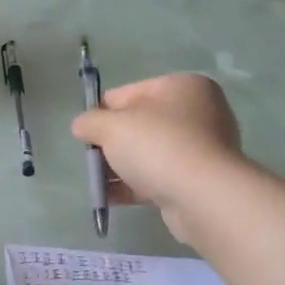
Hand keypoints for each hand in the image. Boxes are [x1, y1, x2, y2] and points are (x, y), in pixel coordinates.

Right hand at [72, 74, 245, 242]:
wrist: (203, 197)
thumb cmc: (157, 146)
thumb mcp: (111, 127)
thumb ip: (89, 121)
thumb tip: (81, 125)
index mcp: (182, 86)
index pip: (128, 93)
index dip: (102, 112)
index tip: (87, 133)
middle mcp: (198, 111)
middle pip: (139, 124)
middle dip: (113, 143)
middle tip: (94, 158)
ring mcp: (202, 147)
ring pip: (149, 153)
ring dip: (121, 167)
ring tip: (98, 183)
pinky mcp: (201, 179)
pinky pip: (160, 176)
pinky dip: (135, 185)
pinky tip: (110, 198)